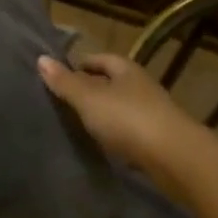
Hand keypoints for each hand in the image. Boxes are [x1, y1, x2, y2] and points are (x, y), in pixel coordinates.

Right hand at [37, 52, 201, 173]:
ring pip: (119, 108)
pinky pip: (128, 131)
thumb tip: (41, 59)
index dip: (78, 65)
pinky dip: (113, 134)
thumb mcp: (89, 98)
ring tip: (76, 123)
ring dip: (101, 114)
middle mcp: (140, 86)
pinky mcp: (156, 140)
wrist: (176, 159)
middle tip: (62, 101)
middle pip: (110, 83)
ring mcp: (151, 114)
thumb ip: (65, 82)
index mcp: (125, 69)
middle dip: (88, 89)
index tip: (57, 76)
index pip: (98, 59)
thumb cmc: (128, 119)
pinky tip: (100, 144)